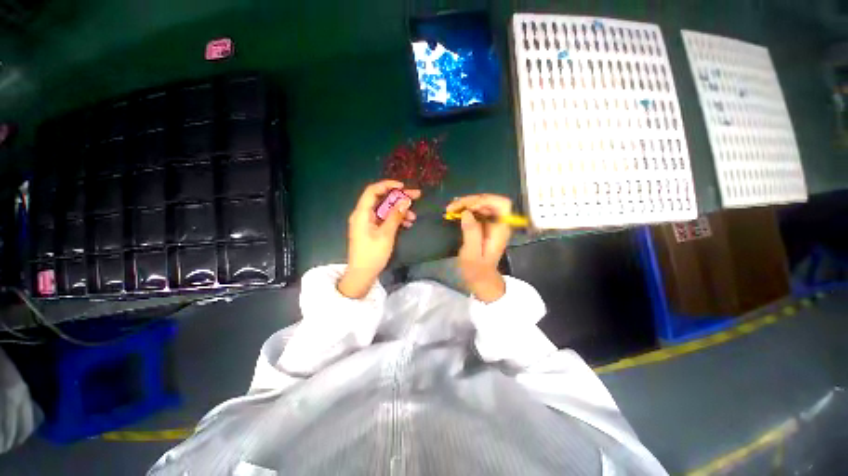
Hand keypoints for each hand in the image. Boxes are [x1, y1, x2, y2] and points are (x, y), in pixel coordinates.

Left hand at [338, 180, 420, 298]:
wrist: (362, 274)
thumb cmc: (372, 254)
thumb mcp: (386, 234)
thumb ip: (395, 216)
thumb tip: (405, 201)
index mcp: (362, 213)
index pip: (373, 191)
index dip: (387, 185)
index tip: (403, 187)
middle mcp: (363, 215)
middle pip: (381, 200)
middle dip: (399, 198)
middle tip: (416, 196)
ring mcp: (368, 223)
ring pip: (385, 210)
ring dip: (399, 211)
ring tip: (413, 217)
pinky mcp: (372, 230)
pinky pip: (384, 220)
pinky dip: (395, 220)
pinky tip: (407, 224)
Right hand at [446, 194, 512, 302]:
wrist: (481, 280)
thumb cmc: (477, 270)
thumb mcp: (472, 254)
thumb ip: (471, 232)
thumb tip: (466, 212)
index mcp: (500, 230)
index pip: (502, 204)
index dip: (486, 200)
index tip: (468, 208)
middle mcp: (499, 223)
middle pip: (489, 201)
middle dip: (471, 201)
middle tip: (452, 208)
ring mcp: (492, 223)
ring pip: (482, 204)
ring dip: (466, 203)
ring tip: (450, 209)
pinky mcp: (484, 225)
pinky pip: (476, 211)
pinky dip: (465, 208)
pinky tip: (455, 211)